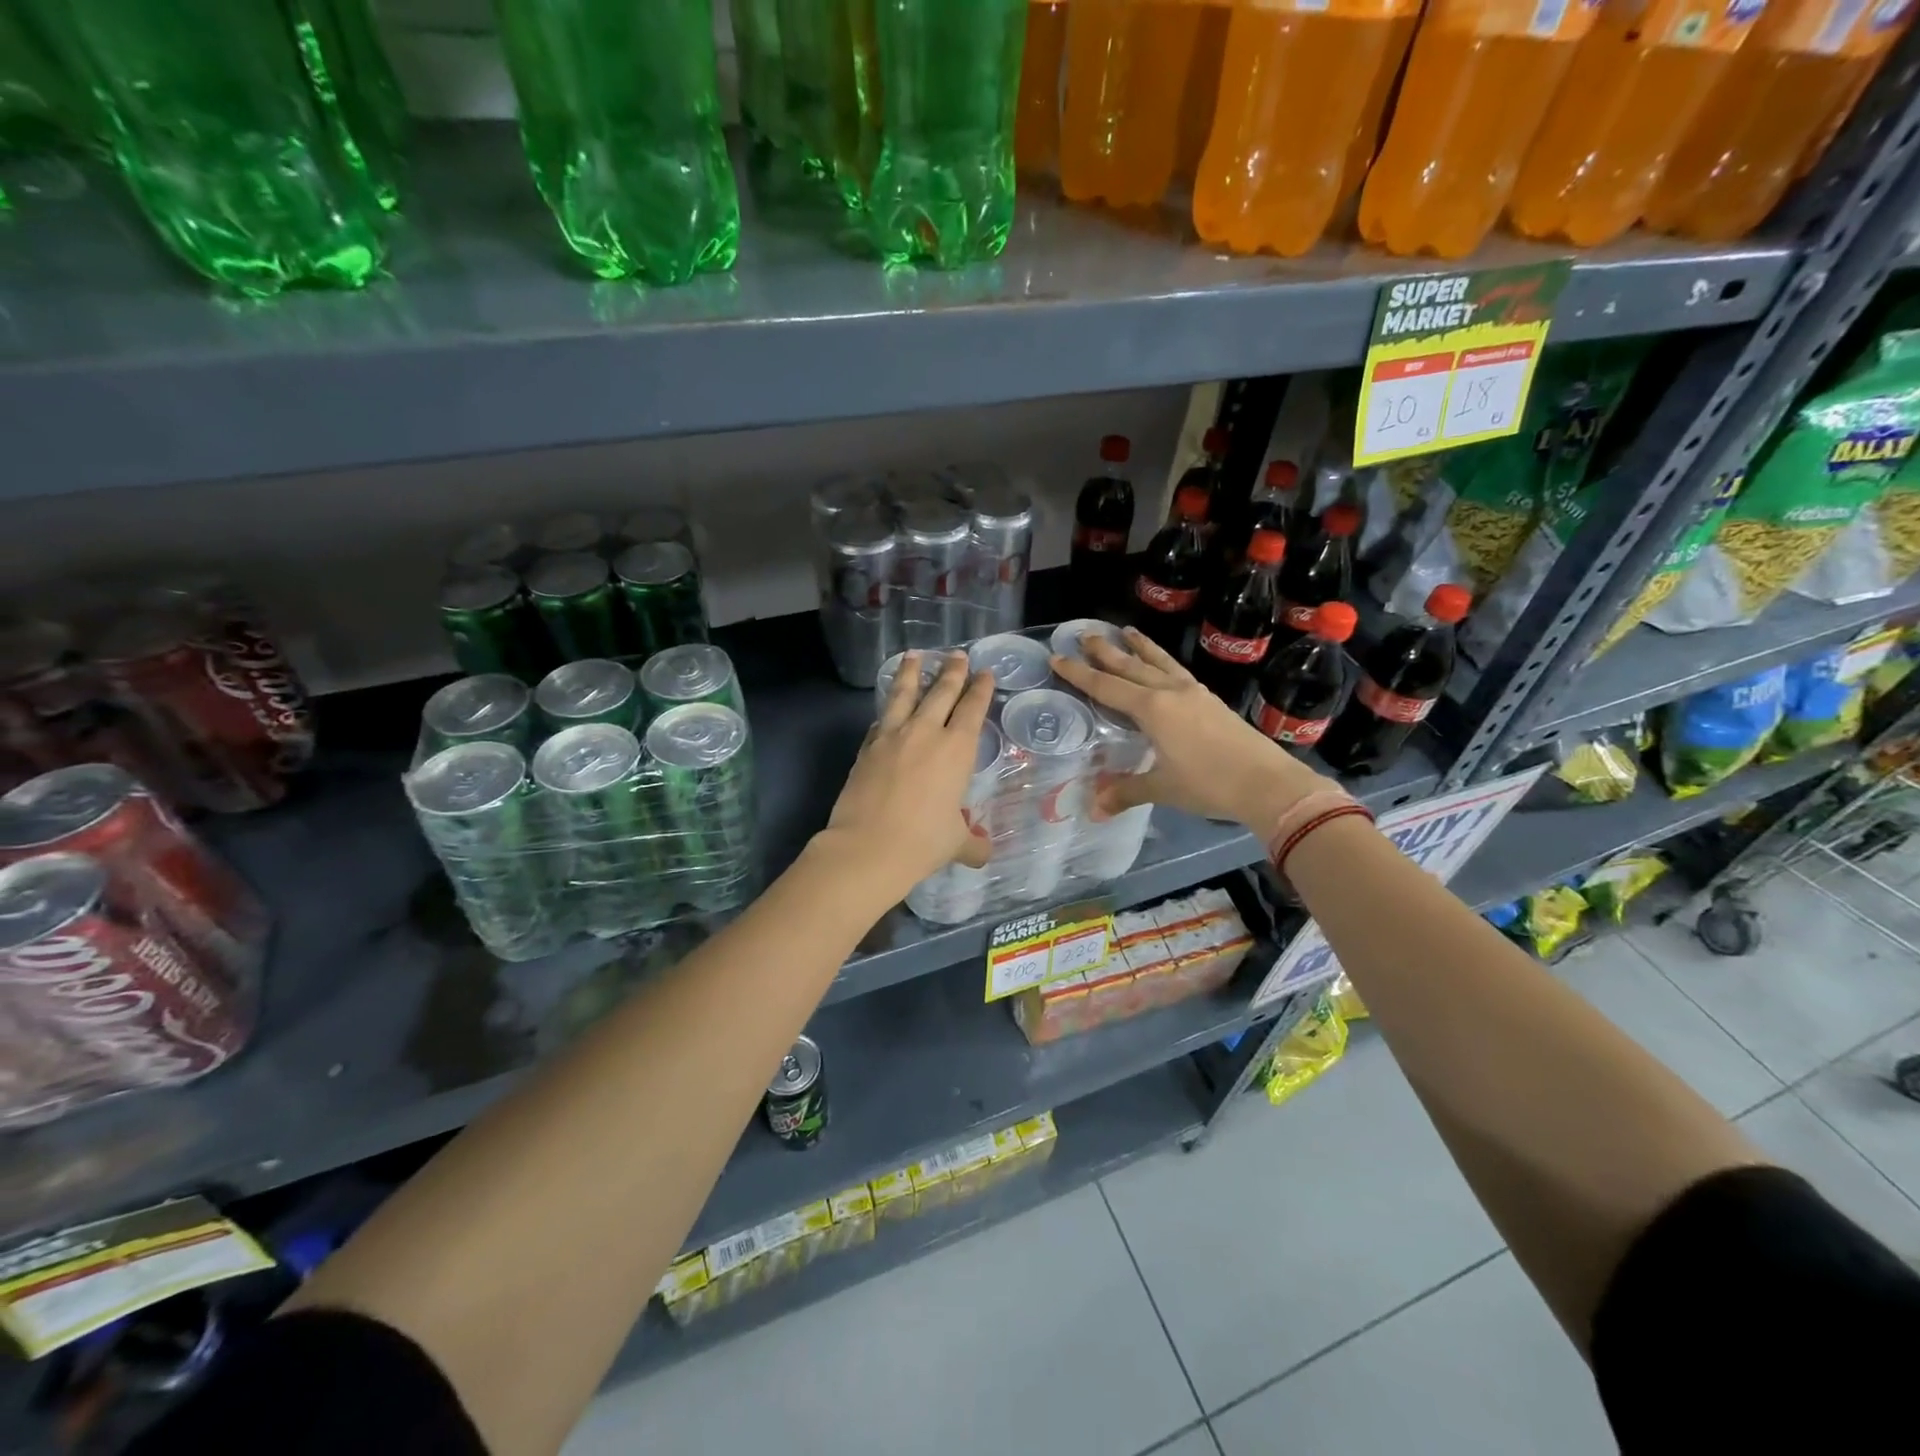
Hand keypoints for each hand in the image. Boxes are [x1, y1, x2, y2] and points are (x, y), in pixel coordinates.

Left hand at [817, 650, 995, 902]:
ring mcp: (892, 736)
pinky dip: (887, 710)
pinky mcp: (866, 747)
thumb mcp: (955, 843)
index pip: (973, 709)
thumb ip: (971, 844)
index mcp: (957, 749)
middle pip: (941, 692)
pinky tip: (886, 709)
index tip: (985, 673)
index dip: (981, 689)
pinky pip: (880, 720)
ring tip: (913, 655)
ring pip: (904, 694)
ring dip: (911, 672)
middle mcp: (926, 733)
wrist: (868, 846)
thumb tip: (983, 854)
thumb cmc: (923, 841)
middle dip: (952, 671)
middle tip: (957, 654)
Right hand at [1051, 627, 1328, 835]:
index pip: (1106, 687)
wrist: (1268, 782)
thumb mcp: (1163, 788)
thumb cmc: (1209, 784)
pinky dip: (1163, 661)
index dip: (1079, 674)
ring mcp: (1193, 693)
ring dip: (1140, 647)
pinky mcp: (1210, 700)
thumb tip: (1093, 809)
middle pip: (1131, 666)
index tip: (1058, 657)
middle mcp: (1170, 692)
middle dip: (1106, 651)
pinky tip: (1163, 664)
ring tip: (1126, 631)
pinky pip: (1177, 671)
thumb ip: (1126, 792)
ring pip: (1159, 662)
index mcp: (1153, 709)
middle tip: (1085, 634)